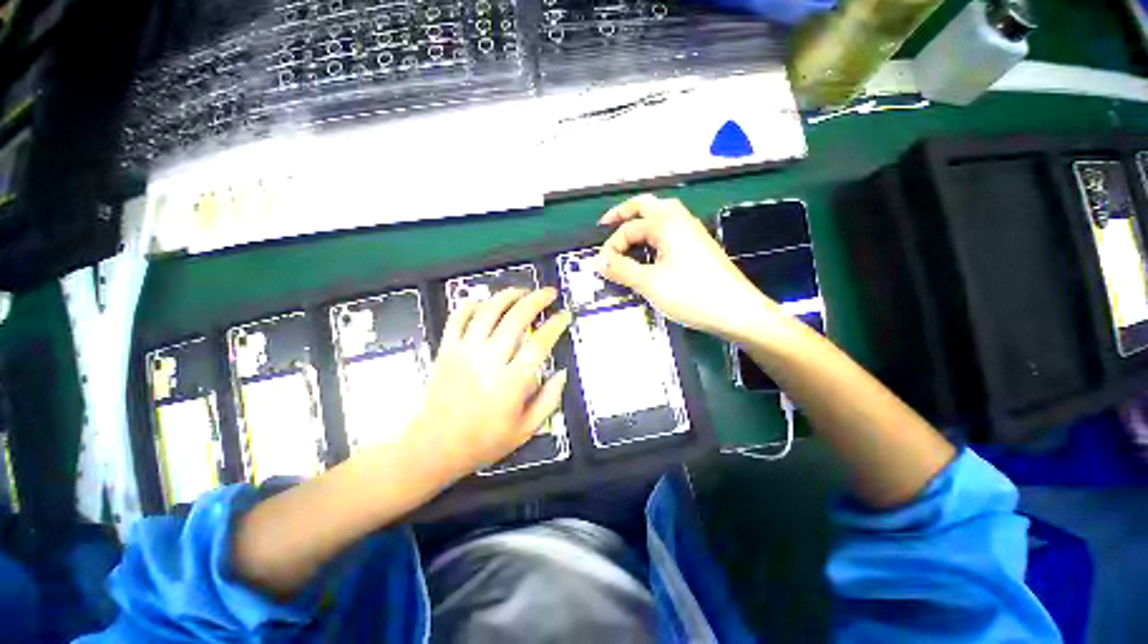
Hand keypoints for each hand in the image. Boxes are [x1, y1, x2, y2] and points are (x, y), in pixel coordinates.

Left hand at [411, 287, 570, 478]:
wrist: (434, 446)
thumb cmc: (484, 441)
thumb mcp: (527, 429)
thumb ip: (549, 400)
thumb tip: (562, 372)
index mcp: (512, 382)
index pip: (539, 342)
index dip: (555, 324)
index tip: (565, 315)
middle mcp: (489, 360)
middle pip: (516, 318)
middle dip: (536, 300)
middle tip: (549, 293)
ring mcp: (465, 351)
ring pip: (488, 311)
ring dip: (508, 295)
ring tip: (523, 291)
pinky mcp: (446, 349)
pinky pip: (458, 317)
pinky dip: (472, 304)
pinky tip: (485, 302)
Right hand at [598, 194, 778, 342]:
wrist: (737, 311)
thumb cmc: (691, 294)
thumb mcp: (650, 283)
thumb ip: (621, 269)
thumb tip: (596, 262)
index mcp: (666, 223)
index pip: (628, 228)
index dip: (611, 247)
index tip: (601, 268)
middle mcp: (680, 220)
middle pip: (647, 206)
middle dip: (625, 213)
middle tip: (606, 225)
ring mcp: (692, 232)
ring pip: (661, 216)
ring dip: (641, 222)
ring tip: (626, 238)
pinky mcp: (698, 247)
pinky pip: (670, 231)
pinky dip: (653, 235)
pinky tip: (649, 251)